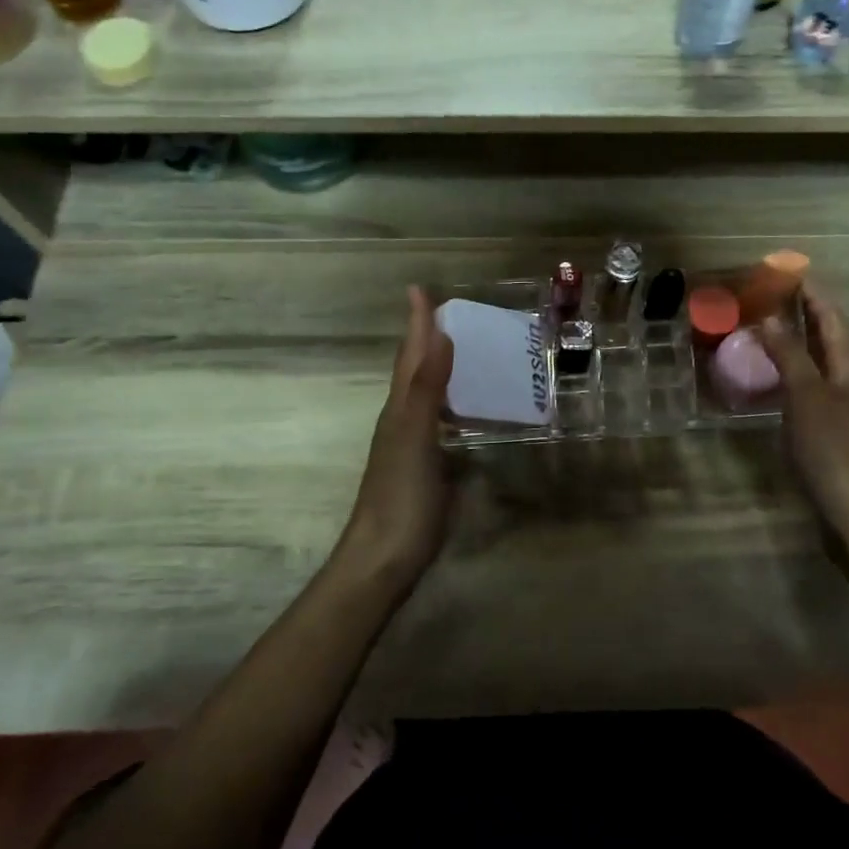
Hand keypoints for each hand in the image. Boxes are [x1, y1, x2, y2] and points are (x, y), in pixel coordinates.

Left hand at [337, 286, 455, 582]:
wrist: (382, 560)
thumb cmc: (400, 497)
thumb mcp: (415, 437)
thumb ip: (428, 388)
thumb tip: (438, 334)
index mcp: (400, 409)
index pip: (411, 356)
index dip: (417, 324)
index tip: (419, 289)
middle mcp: (403, 421)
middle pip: (414, 371)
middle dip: (426, 339)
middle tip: (444, 312)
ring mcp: (412, 447)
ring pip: (426, 395)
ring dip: (438, 368)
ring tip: (460, 349)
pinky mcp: (425, 469)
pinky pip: (439, 422)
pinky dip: (451, 404)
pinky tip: (466, 410)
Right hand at [759, 286, 848, 531]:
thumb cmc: (833, 451)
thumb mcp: (806, 398)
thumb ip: (790, 356)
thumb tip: (770, 318)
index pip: (832, 318)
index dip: (812, 293)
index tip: (788, 271)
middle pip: (829, 337)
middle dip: (804, 313)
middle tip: (771, 296)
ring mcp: (846, 407)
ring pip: (820, 362)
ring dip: (798, 342)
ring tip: (767, 329)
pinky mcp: (834, 430)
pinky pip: (812, 386)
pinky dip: (794, 371)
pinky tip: (774, 380)